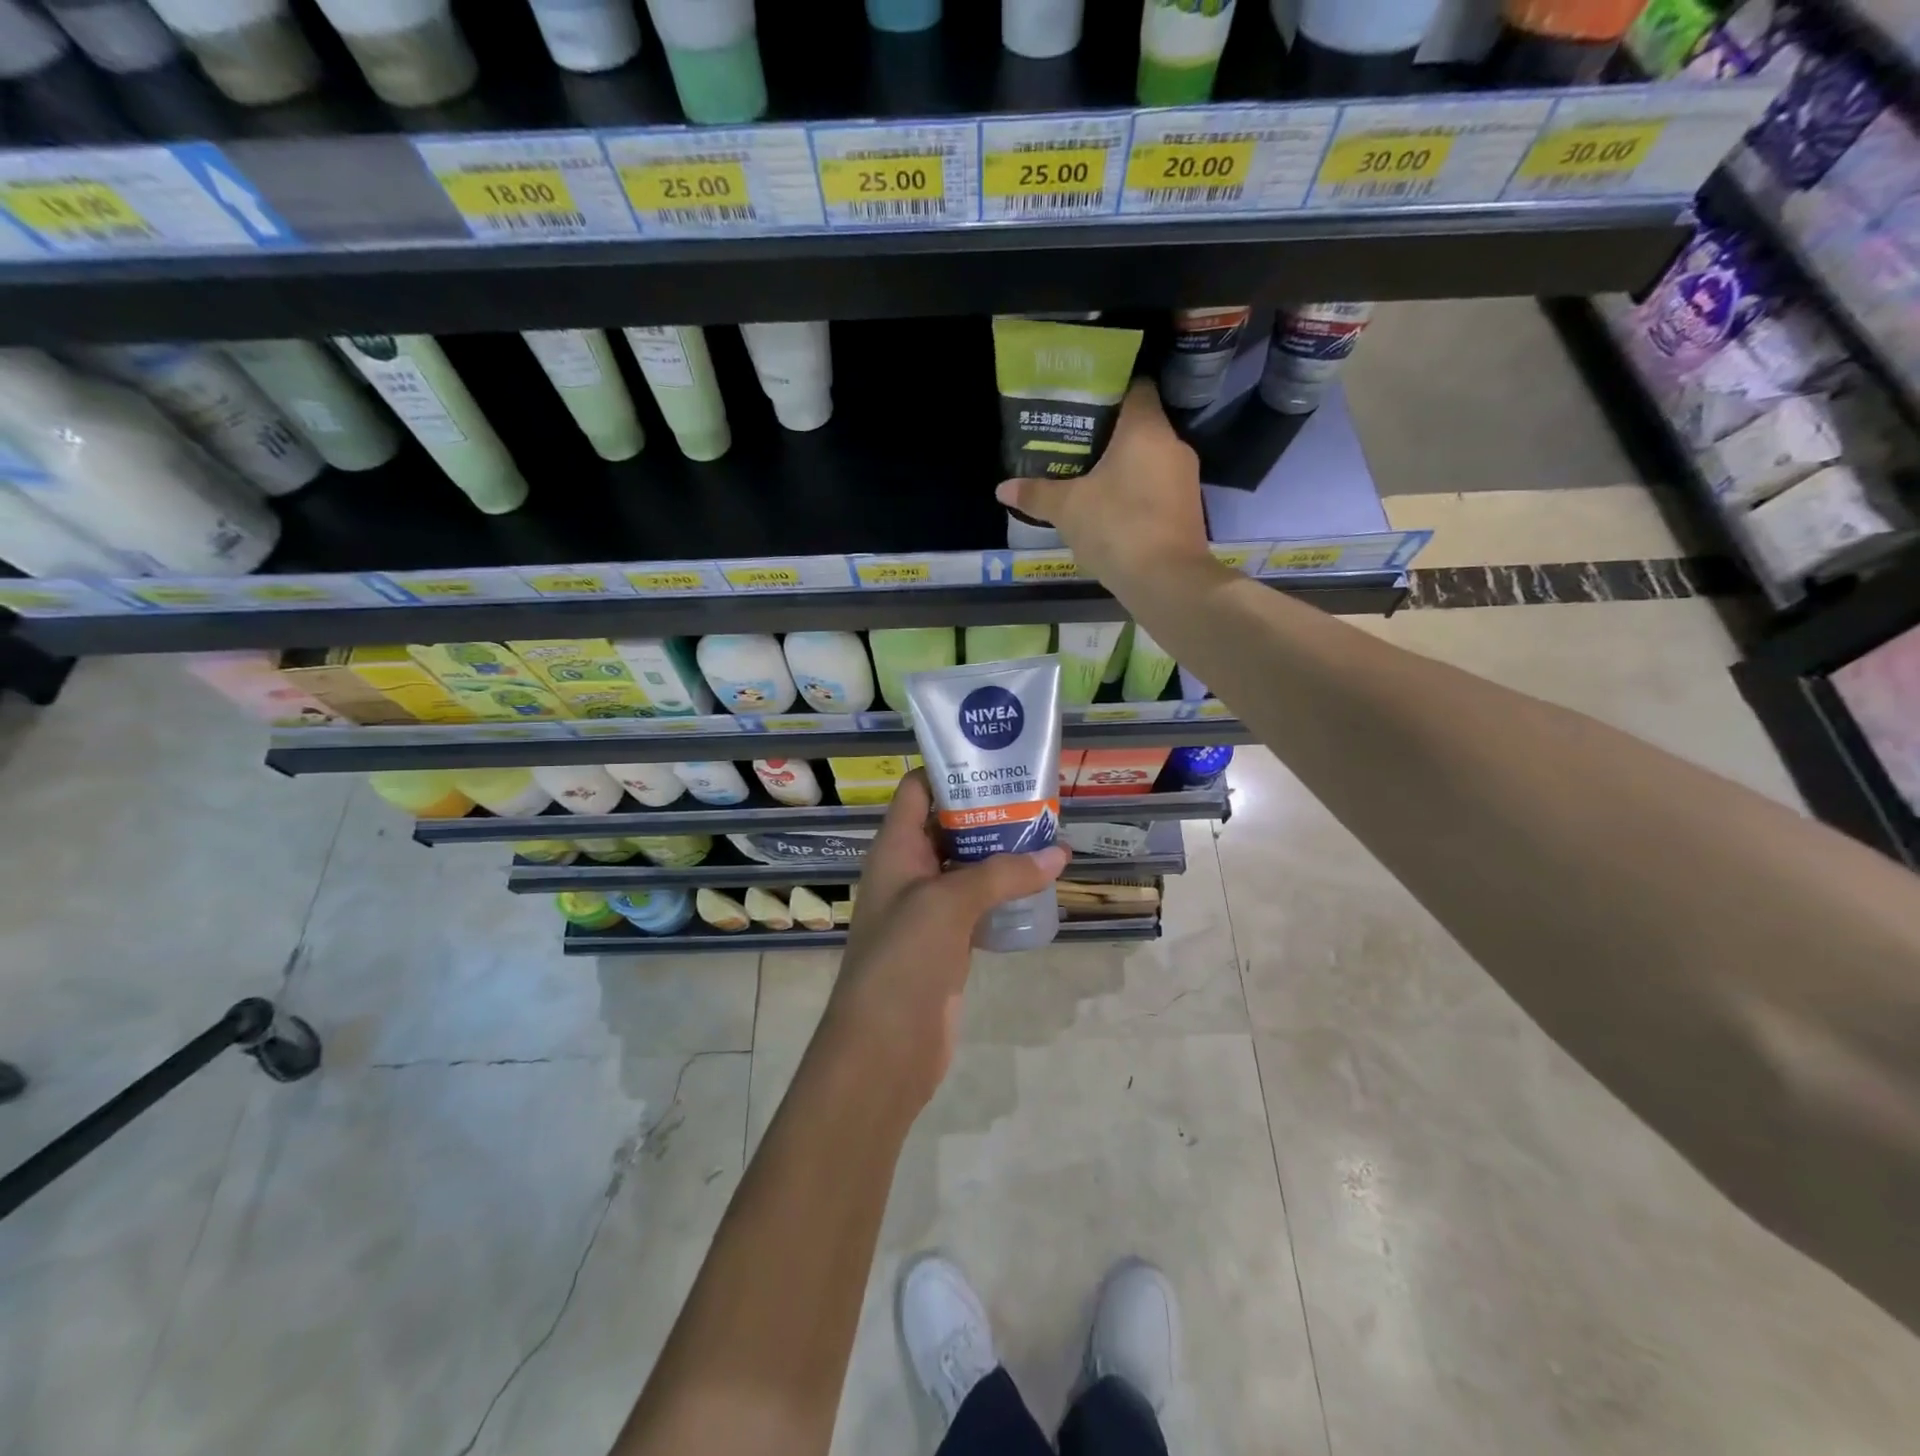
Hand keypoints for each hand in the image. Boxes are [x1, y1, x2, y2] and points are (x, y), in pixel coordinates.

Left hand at [821, 769, 1068, 1107]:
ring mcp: (928, 907)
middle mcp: (909, 870)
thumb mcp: (949, 903)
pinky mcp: (947, 940)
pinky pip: (978, 902)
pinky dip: (1004, 890)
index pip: (917, 790)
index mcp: (895, 848)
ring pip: (967, 864)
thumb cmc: (903, 959)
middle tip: (1038, 796)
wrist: (885, 1048)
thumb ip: (1003, 874)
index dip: (951, 770)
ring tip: (1048, 833)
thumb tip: (1059, 854)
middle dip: (988, 810)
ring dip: (1001, 851)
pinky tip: (1039, 883)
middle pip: (948, 824)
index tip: (998, 760)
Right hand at [995, 379, 1212, 587]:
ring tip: (1087, 479)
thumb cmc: (1117, 528)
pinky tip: (1110, 511)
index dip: (1107, 391)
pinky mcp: (1188, 510)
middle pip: (1139, 425)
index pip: (1134, 387)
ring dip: (1122, 468)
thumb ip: (1036, 494)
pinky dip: (1136, 493)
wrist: (1166, 581)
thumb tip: (1003, 489)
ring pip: (1149, 460)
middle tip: (1073, 445)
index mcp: (1146, 428)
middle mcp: (1172, 445)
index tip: (1080, 406)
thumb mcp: (1067, 509)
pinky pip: (1157, 489)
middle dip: (1108, 435)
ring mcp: (1185, 479)